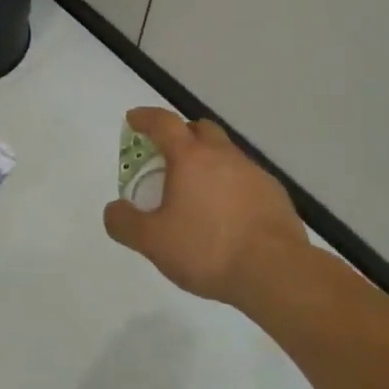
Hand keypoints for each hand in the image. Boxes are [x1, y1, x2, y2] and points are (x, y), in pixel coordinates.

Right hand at [104, 107, 307, 309]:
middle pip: (199, 129)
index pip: (163, 122)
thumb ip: (126, 223)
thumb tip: (113, 209)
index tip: (134, 120)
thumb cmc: (208, 250)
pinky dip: (231, 185)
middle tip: (168, 156)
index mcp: (190, 157)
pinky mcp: (274, 193)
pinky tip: (228, 213)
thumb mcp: (154, 242)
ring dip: (208, 161)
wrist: (275, 271)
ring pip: (225, 153)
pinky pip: (246, 177)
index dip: (145, 117)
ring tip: (198, 191)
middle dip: (181, 135)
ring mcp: (253, 171)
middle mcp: (222, 155)